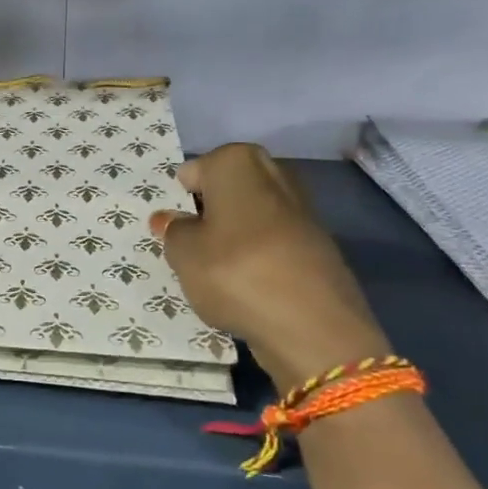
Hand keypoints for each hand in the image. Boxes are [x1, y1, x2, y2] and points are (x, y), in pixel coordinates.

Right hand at [153, 143, 389, 392]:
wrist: (314, 326)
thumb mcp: (183, 254)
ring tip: (215, 272)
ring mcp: (300, 208)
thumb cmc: (235, 273)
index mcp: (236, 162)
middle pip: (224, 190)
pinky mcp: (316, 244)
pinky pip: (271, 242)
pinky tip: (246, 286)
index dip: (178, 202)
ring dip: (232, 236)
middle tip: (190, 247)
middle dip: (207, 213)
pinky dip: (256, 257)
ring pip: (249, 217)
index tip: (171, 231)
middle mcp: (272, 173)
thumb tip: (171, 218)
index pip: (191, 173)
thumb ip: (173, 231)